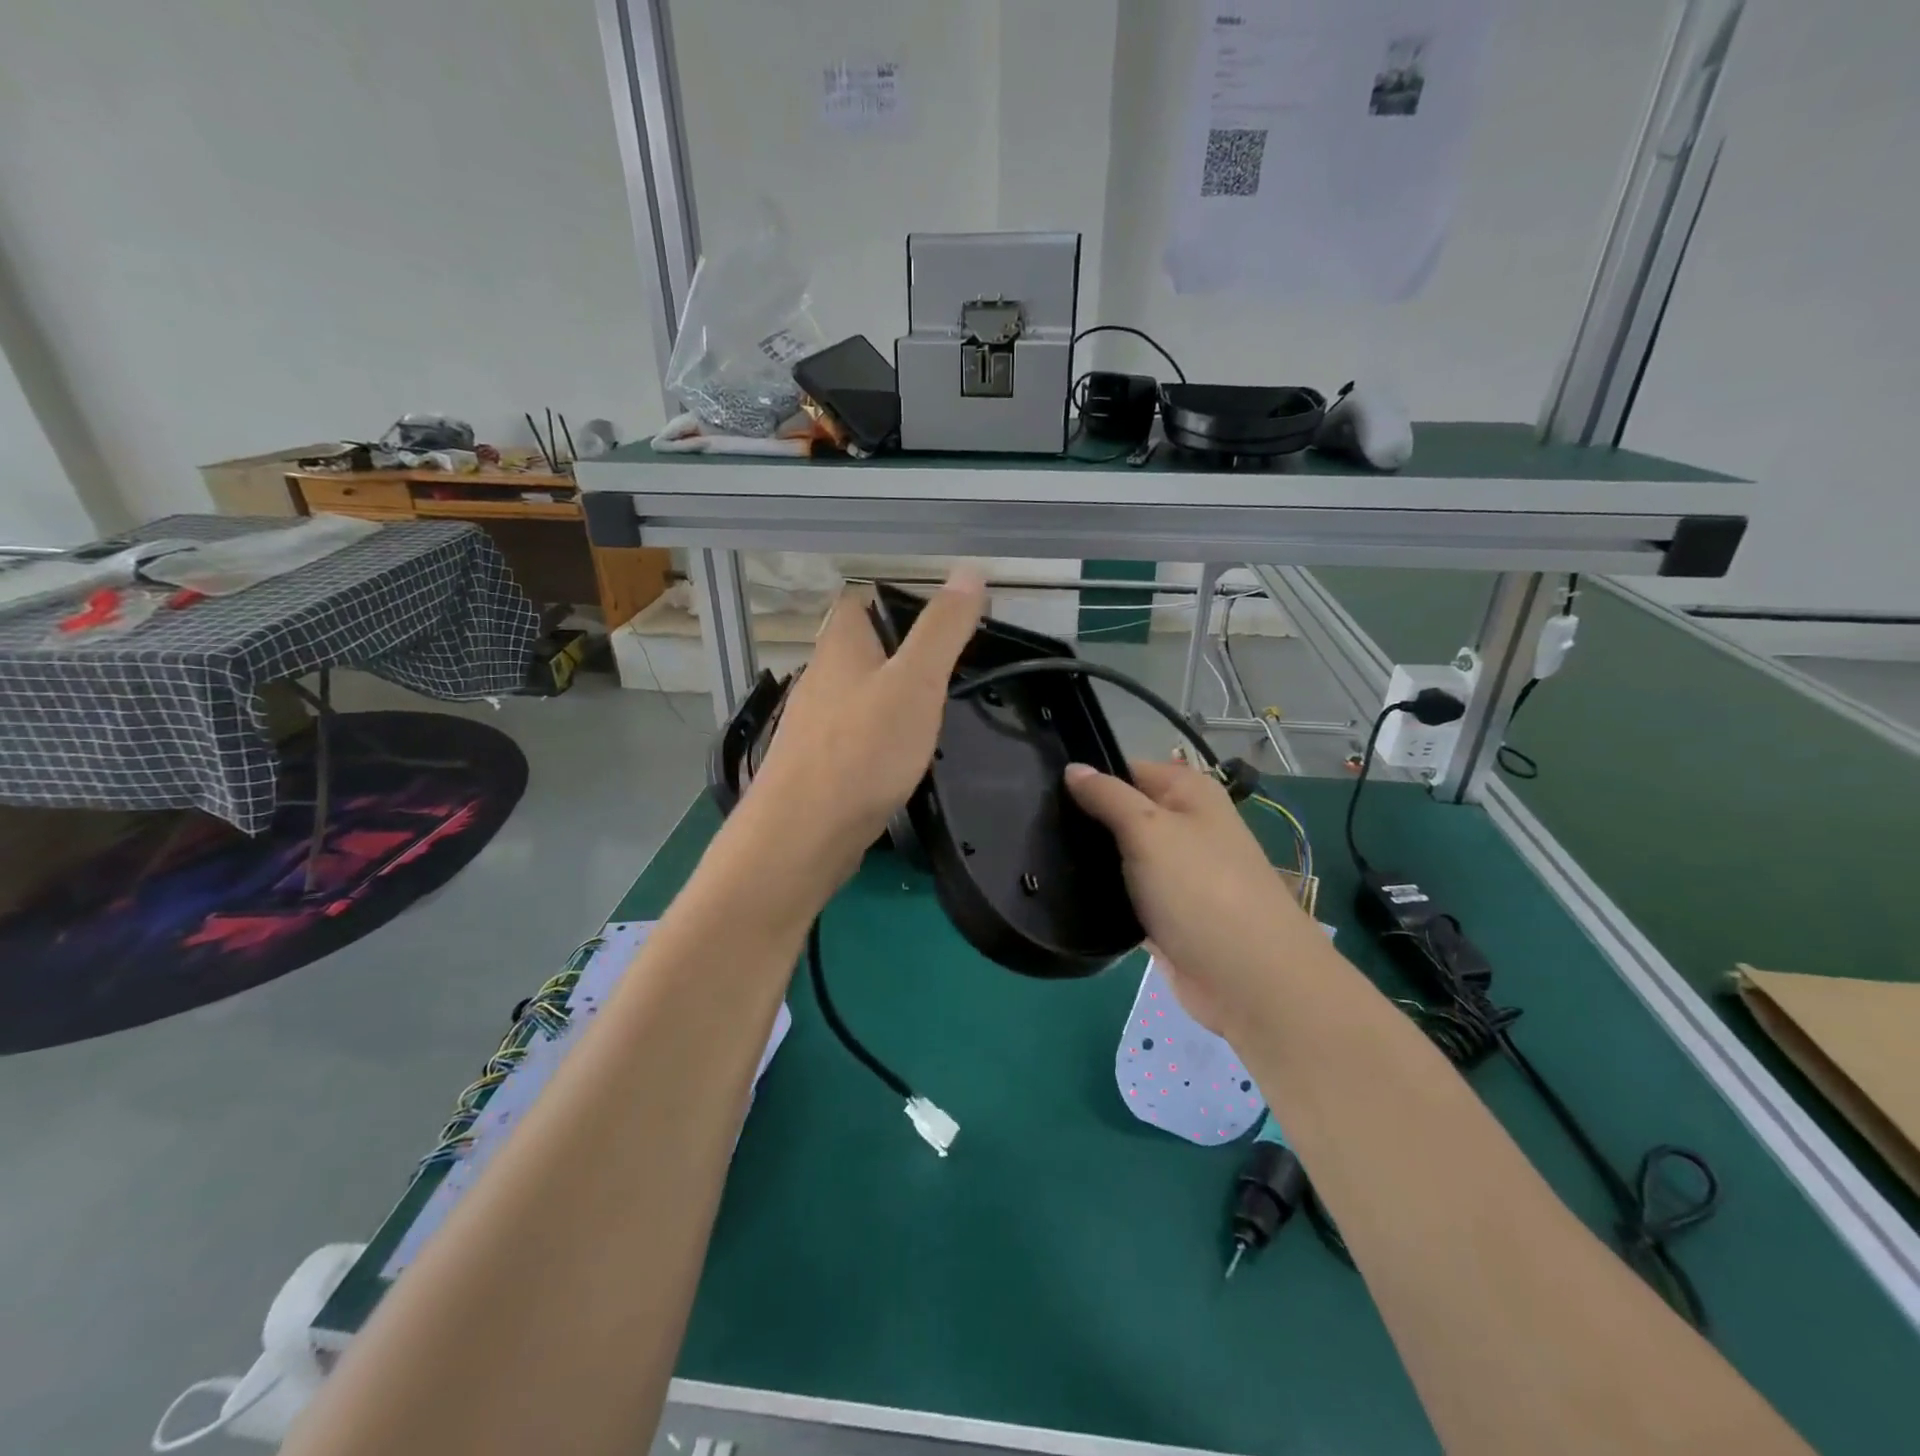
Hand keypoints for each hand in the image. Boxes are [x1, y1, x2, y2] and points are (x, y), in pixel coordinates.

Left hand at [741, 565, 985, 890]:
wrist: (805, 834)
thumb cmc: (863, 749)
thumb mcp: (916, 681)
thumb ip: (942, 628)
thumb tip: (970, 571)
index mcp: (839, 647)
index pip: (857, 601)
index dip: (894, 599)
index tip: (938, 617)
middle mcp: (819, 678)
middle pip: (858, 649)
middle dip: (898, 651)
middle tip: (948, 666)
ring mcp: (814, 724)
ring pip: (856, 694)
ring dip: (889, 695)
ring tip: (933, 709)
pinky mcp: (817, 764)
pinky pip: (853, 735)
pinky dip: (878, 735)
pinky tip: (902, 756)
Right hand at [1064, 758, 1324, 1033]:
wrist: (1248, 979)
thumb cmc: (1199, 889)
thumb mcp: (1148, 829)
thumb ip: (1107, 796)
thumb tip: (1072, 767)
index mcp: (1189, 793)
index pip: (1127, 770)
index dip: (1088, 778)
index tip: (1043, 792)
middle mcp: (1185, 826)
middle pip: (1122, 813)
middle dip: (1085, 822)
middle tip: (1034, 828)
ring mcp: (1177, 873)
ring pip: (1121, 856)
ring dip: (1091, 861)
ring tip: (1040, 860)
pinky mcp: (1167, 914)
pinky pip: (1126, 894)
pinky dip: (1104, 895)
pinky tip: (1066, 894)